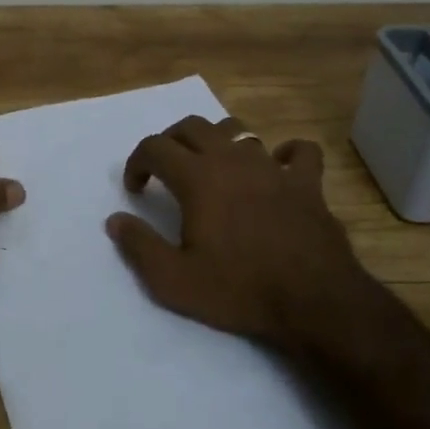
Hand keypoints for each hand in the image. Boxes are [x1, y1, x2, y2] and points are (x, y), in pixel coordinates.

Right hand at [105, 115, 378, 358]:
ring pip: (239, 130)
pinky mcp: (307, 182)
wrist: (314, 302)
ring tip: (210, 165)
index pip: (155, 147)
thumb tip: (115, 220)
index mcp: (198, 178)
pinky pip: (298, 151)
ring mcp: (273, 167)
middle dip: (170, 141)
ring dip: (216, 140)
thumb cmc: (239, 290)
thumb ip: (139, 246)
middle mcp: (233, 160)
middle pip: (192, 126)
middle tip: (164, 170)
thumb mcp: (174, 281)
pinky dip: (284, 153)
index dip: (137, 162)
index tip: (136, 189)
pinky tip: (277, 168)